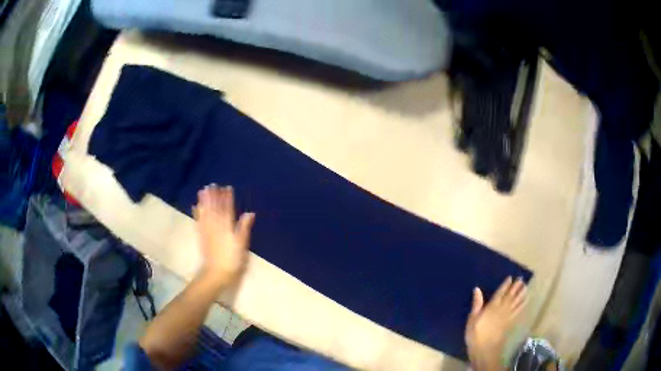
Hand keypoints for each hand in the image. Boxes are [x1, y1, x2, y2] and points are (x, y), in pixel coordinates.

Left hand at [193, 185, 254, 286]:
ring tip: (203, 190)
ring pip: (205, 212)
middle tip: (213, 184)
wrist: (216, 272)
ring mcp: (207, 230)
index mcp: (227, 226)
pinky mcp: (201, 235)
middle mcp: (216, 225)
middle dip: (214, 196)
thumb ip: (244, 228)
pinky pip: (198, 221)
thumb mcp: (242, 244)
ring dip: (204, 200)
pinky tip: (195, 206)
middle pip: (214, 207)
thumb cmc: (232, 259)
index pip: (227, 209)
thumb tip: (250, 213)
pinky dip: (197, 212)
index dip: (227, 198)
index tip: (227, 187)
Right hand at [465, 277, 526, 370]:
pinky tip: (525, 300)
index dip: (505, 285)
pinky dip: (522, 304)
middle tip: (521, 279)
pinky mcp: (511, 322)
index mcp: (492, 307)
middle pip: (510, 295)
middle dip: (516, 287)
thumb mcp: (472, 320)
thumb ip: (477, 304)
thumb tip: (477, 289)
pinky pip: (518, 310)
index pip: (500, 293)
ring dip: (521, 294)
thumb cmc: (475, 335)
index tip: (510, 278)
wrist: (485, 350)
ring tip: (525, 286)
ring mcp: (508, 316)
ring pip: (516, 302)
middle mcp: (502, 309)